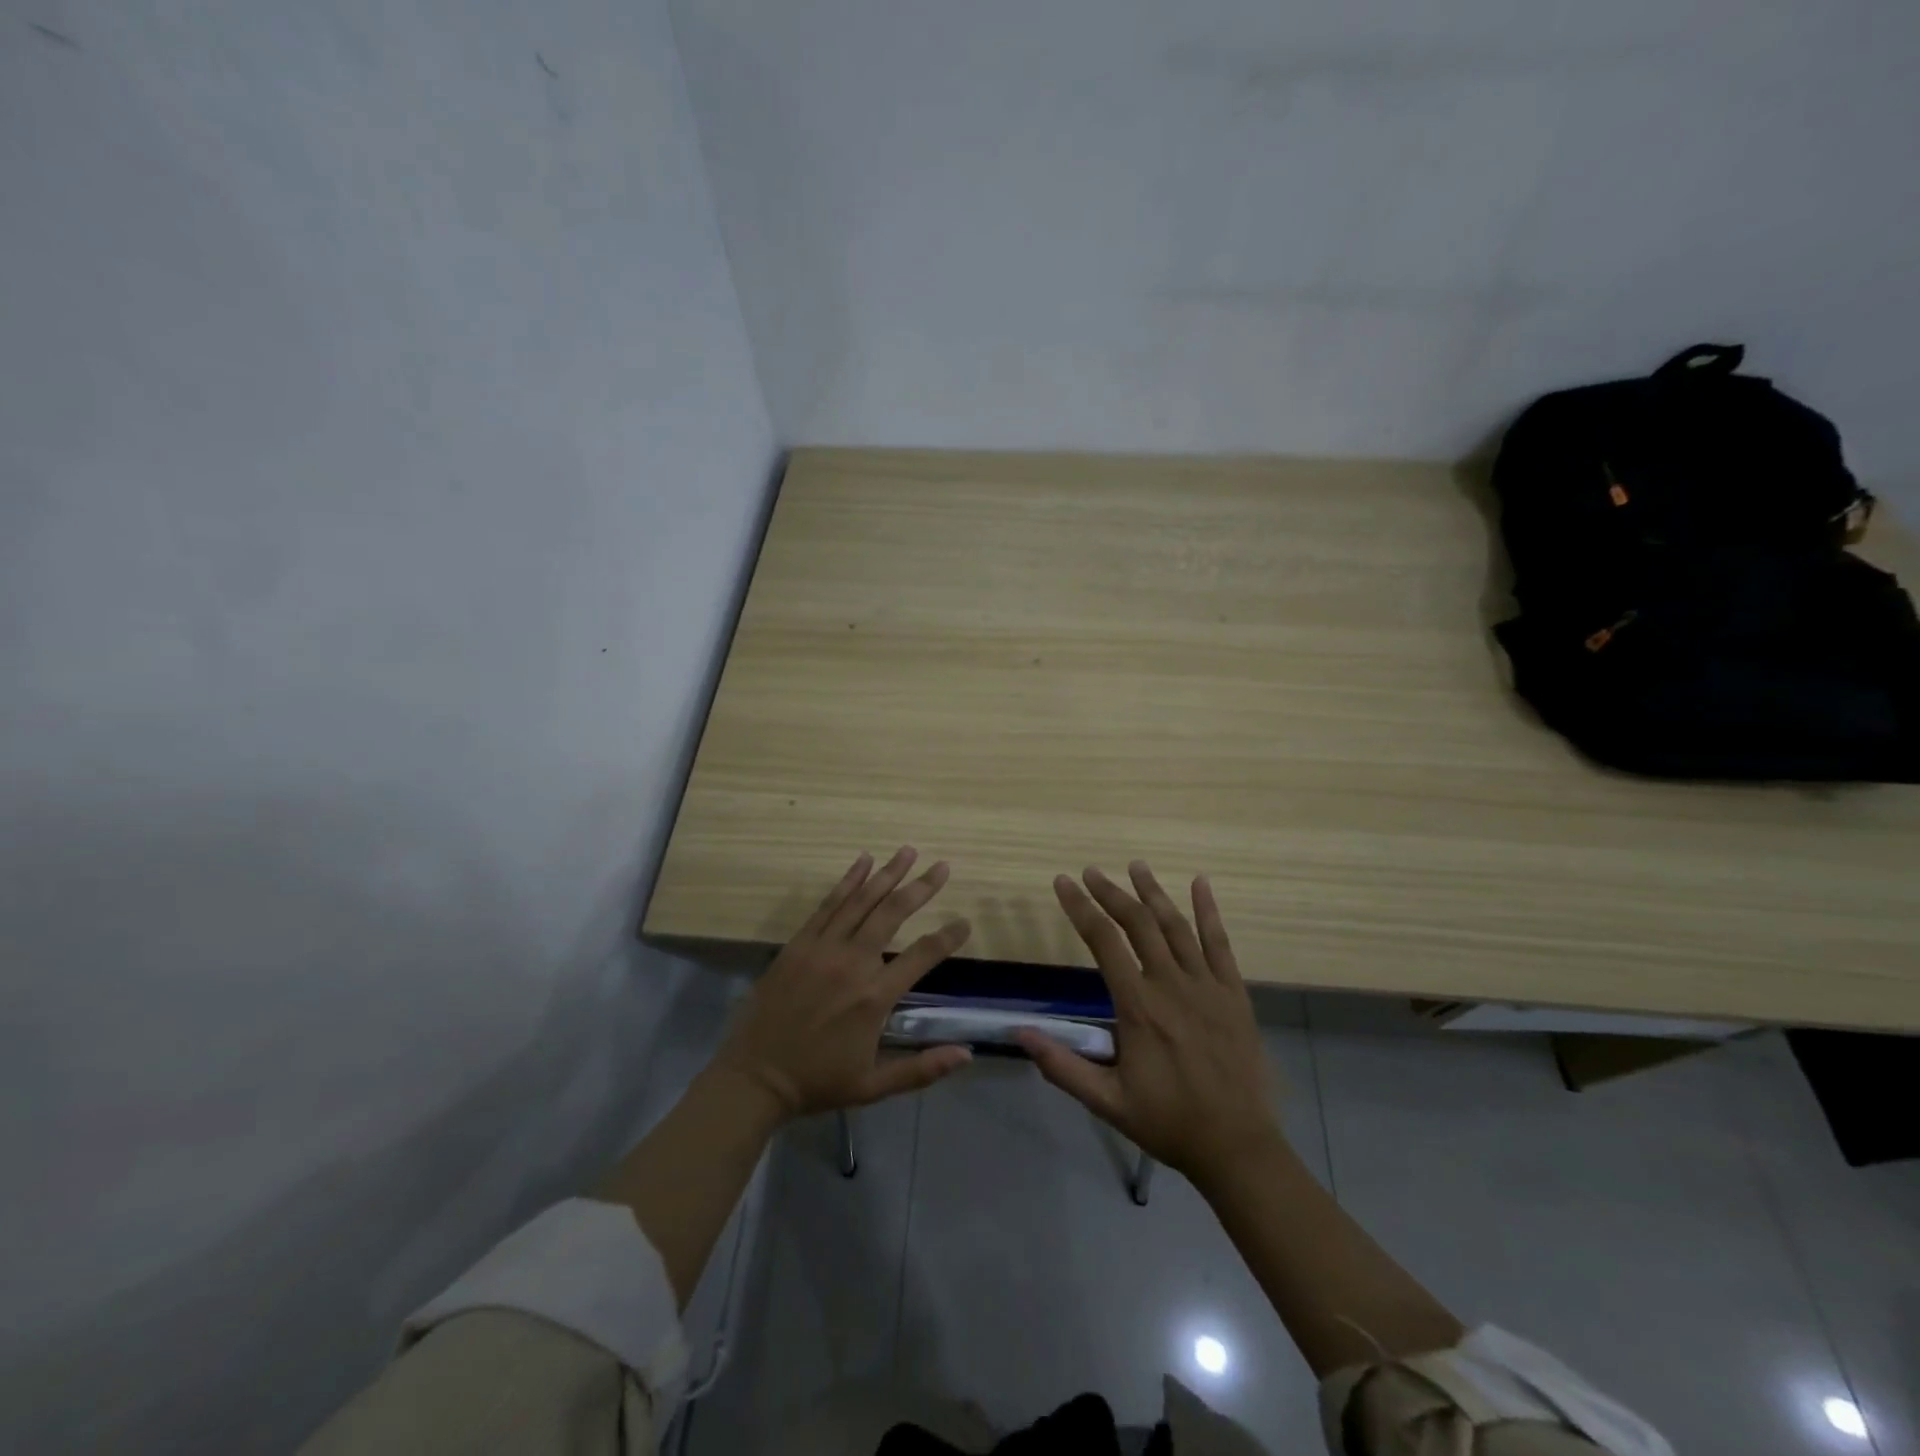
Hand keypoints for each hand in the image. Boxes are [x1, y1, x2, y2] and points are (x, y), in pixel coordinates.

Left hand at [715, 848, 973, 1119]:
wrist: (755, 1078)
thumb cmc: (818, 1082)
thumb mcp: (874, 1086)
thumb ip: (922, 1069)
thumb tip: (968, 1054)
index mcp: (874, 997)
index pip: (922, 955)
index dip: (948, 937)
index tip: (965, 922)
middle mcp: (853, 963)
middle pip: (893, 913)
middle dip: (921, 887)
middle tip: (942, 866)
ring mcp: (823, 948)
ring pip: (862, 901)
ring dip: (887, 873)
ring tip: (908, 851)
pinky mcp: (799, 943)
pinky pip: (828, 905)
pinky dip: (848, 880)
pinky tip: (863, 862)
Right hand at [1015, 863, 1283, 1192]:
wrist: (1237, 1146)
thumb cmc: (1168, 1122)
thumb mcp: (1107, 1101)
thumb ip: (1063, 1066)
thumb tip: (1021, 1033)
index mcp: (1138, 1006)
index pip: (1103, 941)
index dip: (1080, 908)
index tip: (1063, 883)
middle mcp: (1171, 984)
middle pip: (1138, 923)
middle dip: (1110, 893)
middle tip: (1091, 872)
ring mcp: (1207, 985)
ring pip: (1176, 926)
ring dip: (1153, 892)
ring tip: (1135, 866)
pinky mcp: (1234, 993)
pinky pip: (1220, 943)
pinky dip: (1209, 911)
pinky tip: (1200, 883)